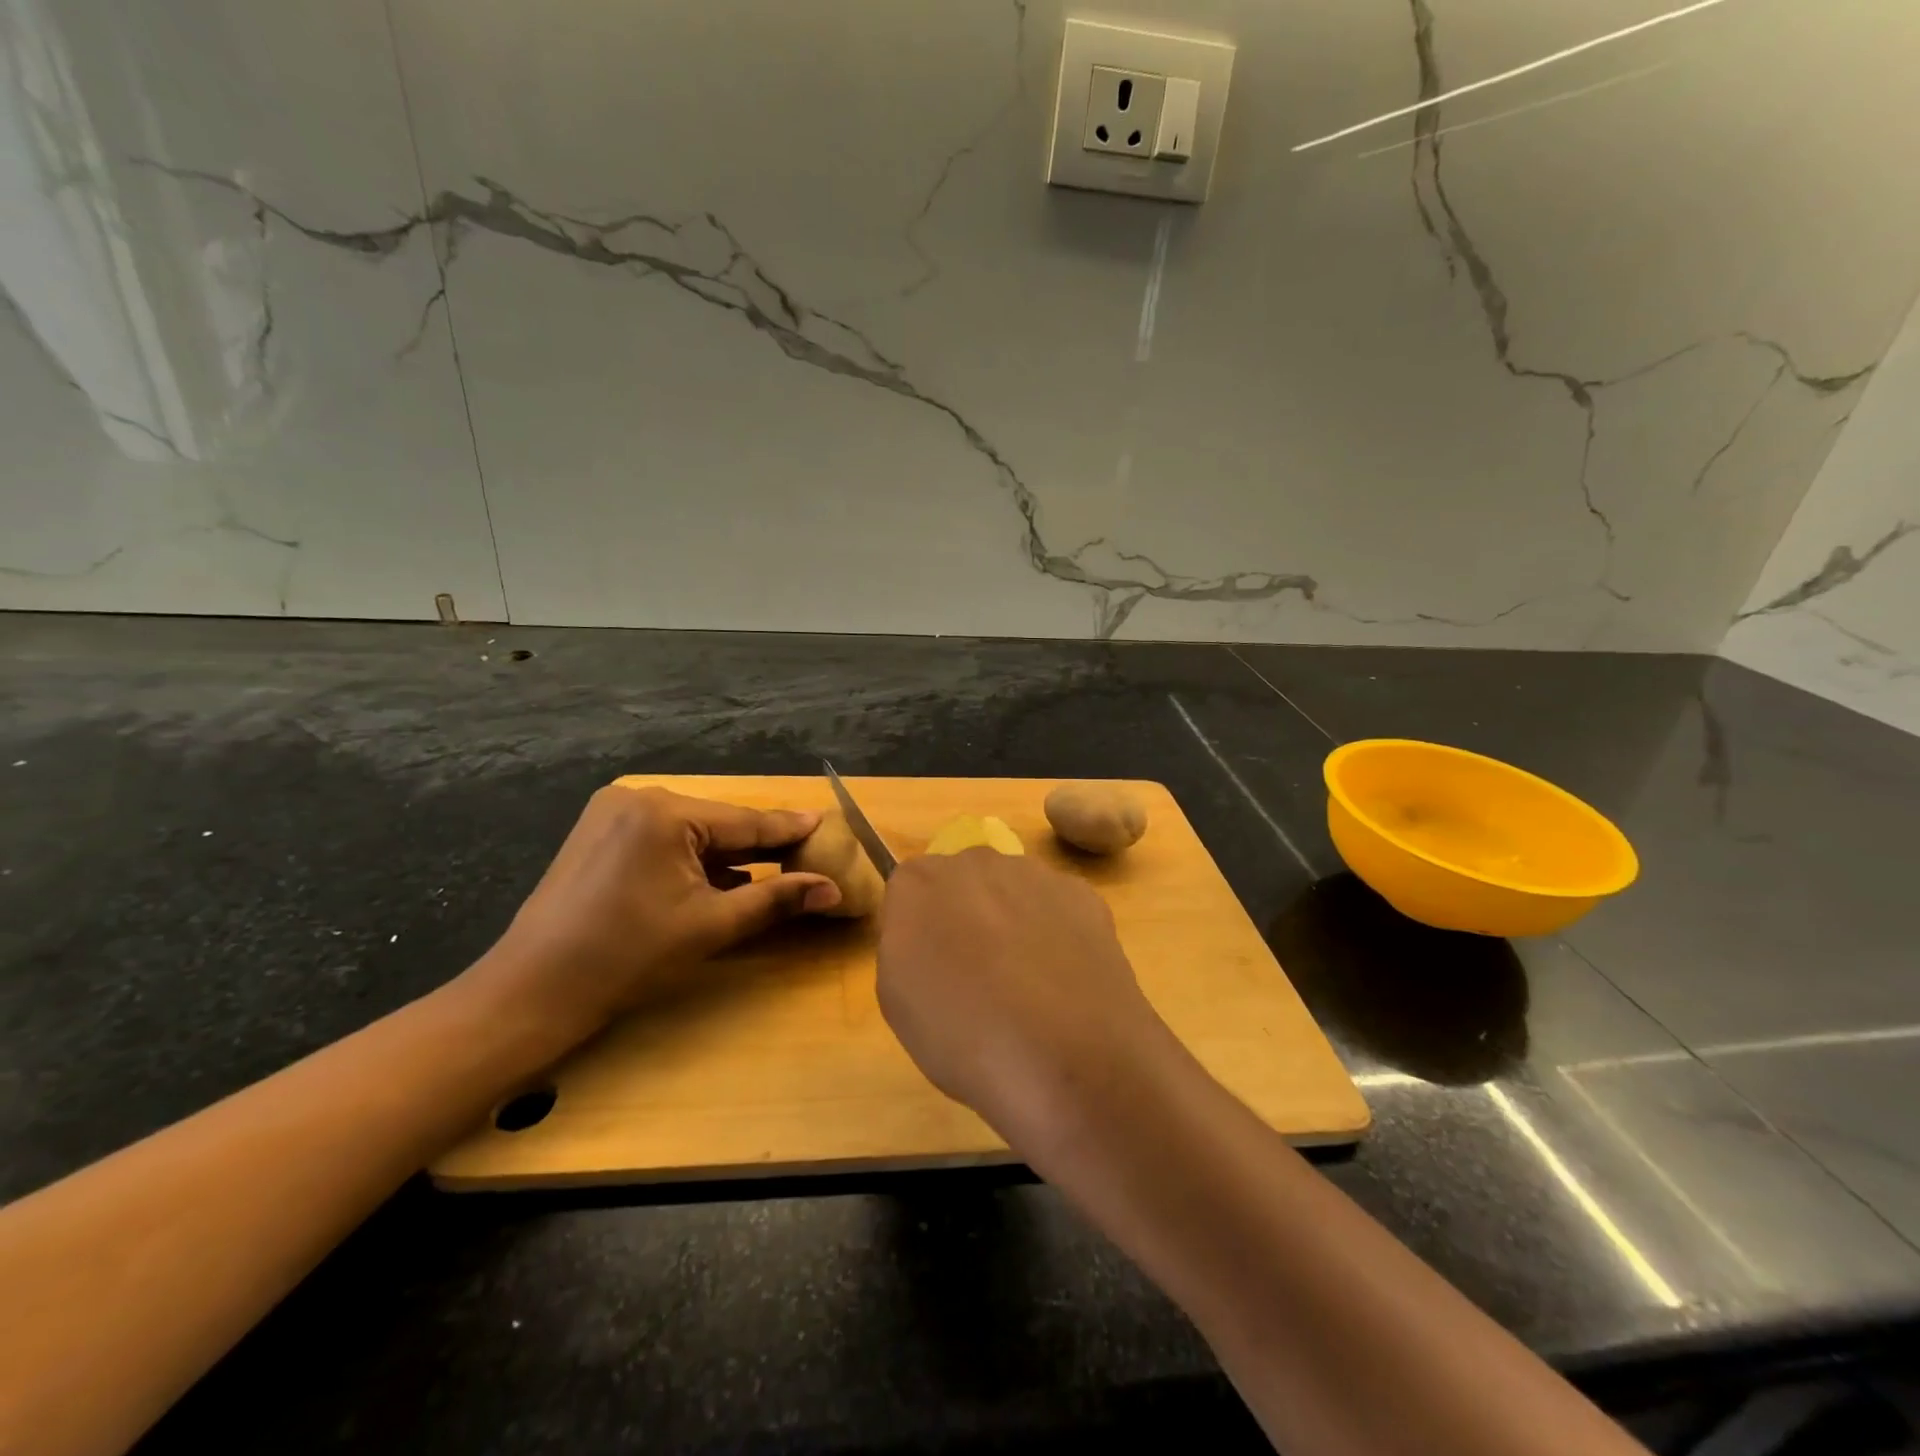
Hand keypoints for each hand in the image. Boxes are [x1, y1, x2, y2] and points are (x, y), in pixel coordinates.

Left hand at [471, 785, 839, 1037]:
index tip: (825, 823)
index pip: (744, 822)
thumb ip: (776, 898)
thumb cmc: (628, 957)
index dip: (788, 829)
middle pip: (718, 823)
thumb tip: (832, 889)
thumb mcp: (711, 926)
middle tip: (802, 854)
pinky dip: (691, 858)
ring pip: (690, 831)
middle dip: (758, 845)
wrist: (533, 991)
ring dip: (725, 854)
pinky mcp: (598, 832)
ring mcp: (611, 812)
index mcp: (665, 812)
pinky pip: (663, 838)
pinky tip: (717, 879)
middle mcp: (637, 798)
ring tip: (769, 869)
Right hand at [875, 849, 1167, 1141]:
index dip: (920, 933)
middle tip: (976, 979)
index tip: (930, 971)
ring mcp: (1033, 873)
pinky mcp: (1081, 893)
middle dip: (965, 918)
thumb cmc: (963, 1036)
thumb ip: (903, 946)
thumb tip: (927, 933)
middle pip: (961, 883)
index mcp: (918, 883)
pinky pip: (1056, 907)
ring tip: (1026, 987)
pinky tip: (1062, 980)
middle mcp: (974, 861)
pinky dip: (1056, 933)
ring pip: (1011, 891)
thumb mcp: (898, 1002)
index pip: (908, 893)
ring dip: (1011, 923)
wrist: (1068, 1055)